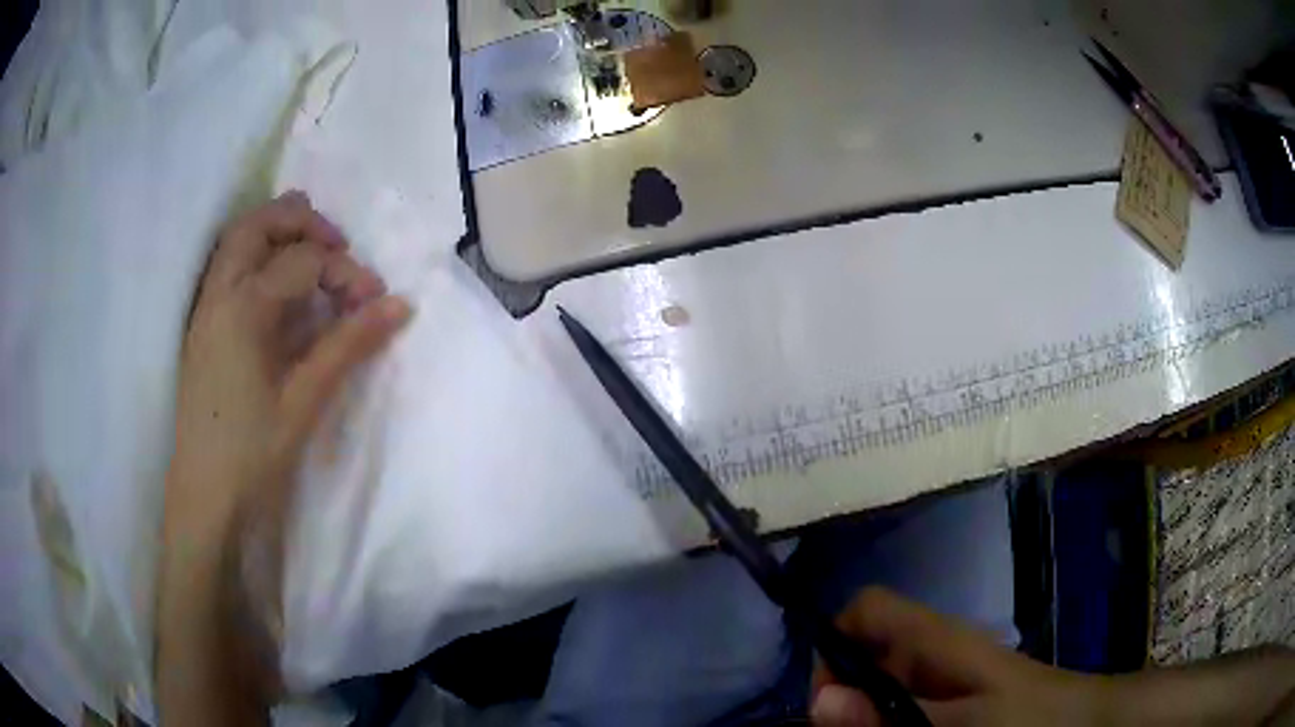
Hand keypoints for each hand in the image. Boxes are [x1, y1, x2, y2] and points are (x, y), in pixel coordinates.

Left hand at [168, 190, 410, 534]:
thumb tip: (400, 305)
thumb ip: (348, 346)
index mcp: (242, 310)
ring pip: (237, 241)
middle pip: (257, 225)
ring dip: (277, 234)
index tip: (374, 300)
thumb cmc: (251, 455)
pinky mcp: (203, 328)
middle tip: (339, 245)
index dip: (345, 271)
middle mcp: (218, 295)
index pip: (302, 262)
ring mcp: (205, 310)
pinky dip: (259, 259)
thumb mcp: (303, 402)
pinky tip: (281, 291)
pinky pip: (229, 269)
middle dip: (303, 222)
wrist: (204, 498)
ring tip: (313, 256)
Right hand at [811, 587, 1096, 726]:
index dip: (834, 644)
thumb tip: (820, 700)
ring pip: (881, 684)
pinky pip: (904, 702)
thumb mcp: (956, 725)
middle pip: (864, 653)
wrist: (1077, 721)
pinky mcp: (953, 695)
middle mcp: (930, 647)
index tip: (831, 701)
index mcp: (931, 637)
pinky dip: (892, 722)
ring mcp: (942, 672)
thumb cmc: (1022, 717)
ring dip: (868, 716)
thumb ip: (887, 719)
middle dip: (847, 697)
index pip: (864, 609)